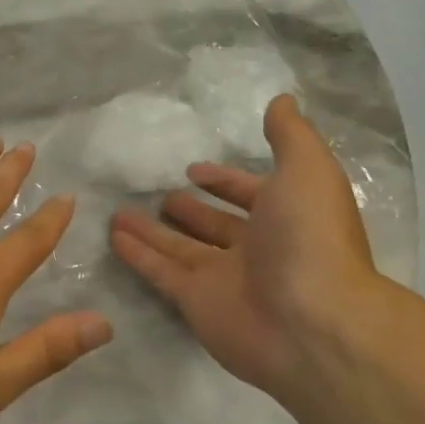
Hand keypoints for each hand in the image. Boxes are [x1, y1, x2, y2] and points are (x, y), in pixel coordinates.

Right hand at [109, 96, 377, 396]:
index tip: (194, 169)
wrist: (311, 324)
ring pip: (180, 248)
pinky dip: (137, 255)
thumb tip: (281, 100)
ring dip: (152, 231)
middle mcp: (255, 249)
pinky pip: (160, 272)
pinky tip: (113, 237)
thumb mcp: (308, 171)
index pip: (250, 195)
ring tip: (119, 213)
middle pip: (214, 225)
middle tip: (159, 194)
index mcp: (285, 218)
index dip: (226, 181)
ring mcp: (224, 279)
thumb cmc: (310, 239)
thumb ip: (290, 136)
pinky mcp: (195, 302)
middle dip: (189, 209)